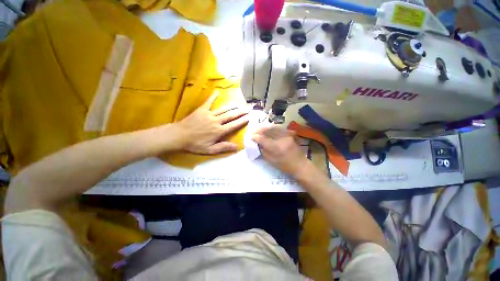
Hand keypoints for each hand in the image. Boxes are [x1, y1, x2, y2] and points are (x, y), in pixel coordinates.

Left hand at [177, 92, 249, 153]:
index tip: (249, 117)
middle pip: (231, 115)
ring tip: (239, 103)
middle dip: (240, 112)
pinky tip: (217, 91)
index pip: (234, 125)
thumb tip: (237, 147)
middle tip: (248, 108)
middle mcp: (216, 121)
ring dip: (232, 106)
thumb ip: (223, 147)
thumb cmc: (195, 144)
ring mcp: (209, 114)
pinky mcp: (202, 110)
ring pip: (223, 109)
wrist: (179, 136)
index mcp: (219, 131)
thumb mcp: (210, 150)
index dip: (242, 121)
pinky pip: (208, 102)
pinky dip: (213, 97)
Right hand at [252, 126, 308, 175]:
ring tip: (260, 129)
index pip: (263, 139)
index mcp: (276, 147)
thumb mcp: (271, 160)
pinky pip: (280, 128)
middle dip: (260, 130)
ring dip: (266, 127)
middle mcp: (282, 139)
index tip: (251, 136)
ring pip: (274, 127)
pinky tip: (269, 128)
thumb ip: (263, 150)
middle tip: (254, 131)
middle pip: (268, 131)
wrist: (300, 165)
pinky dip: (273, 128)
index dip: (256, 137)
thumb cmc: (284, 166)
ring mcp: (287, 135)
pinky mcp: (291, 134)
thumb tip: (258, 143)